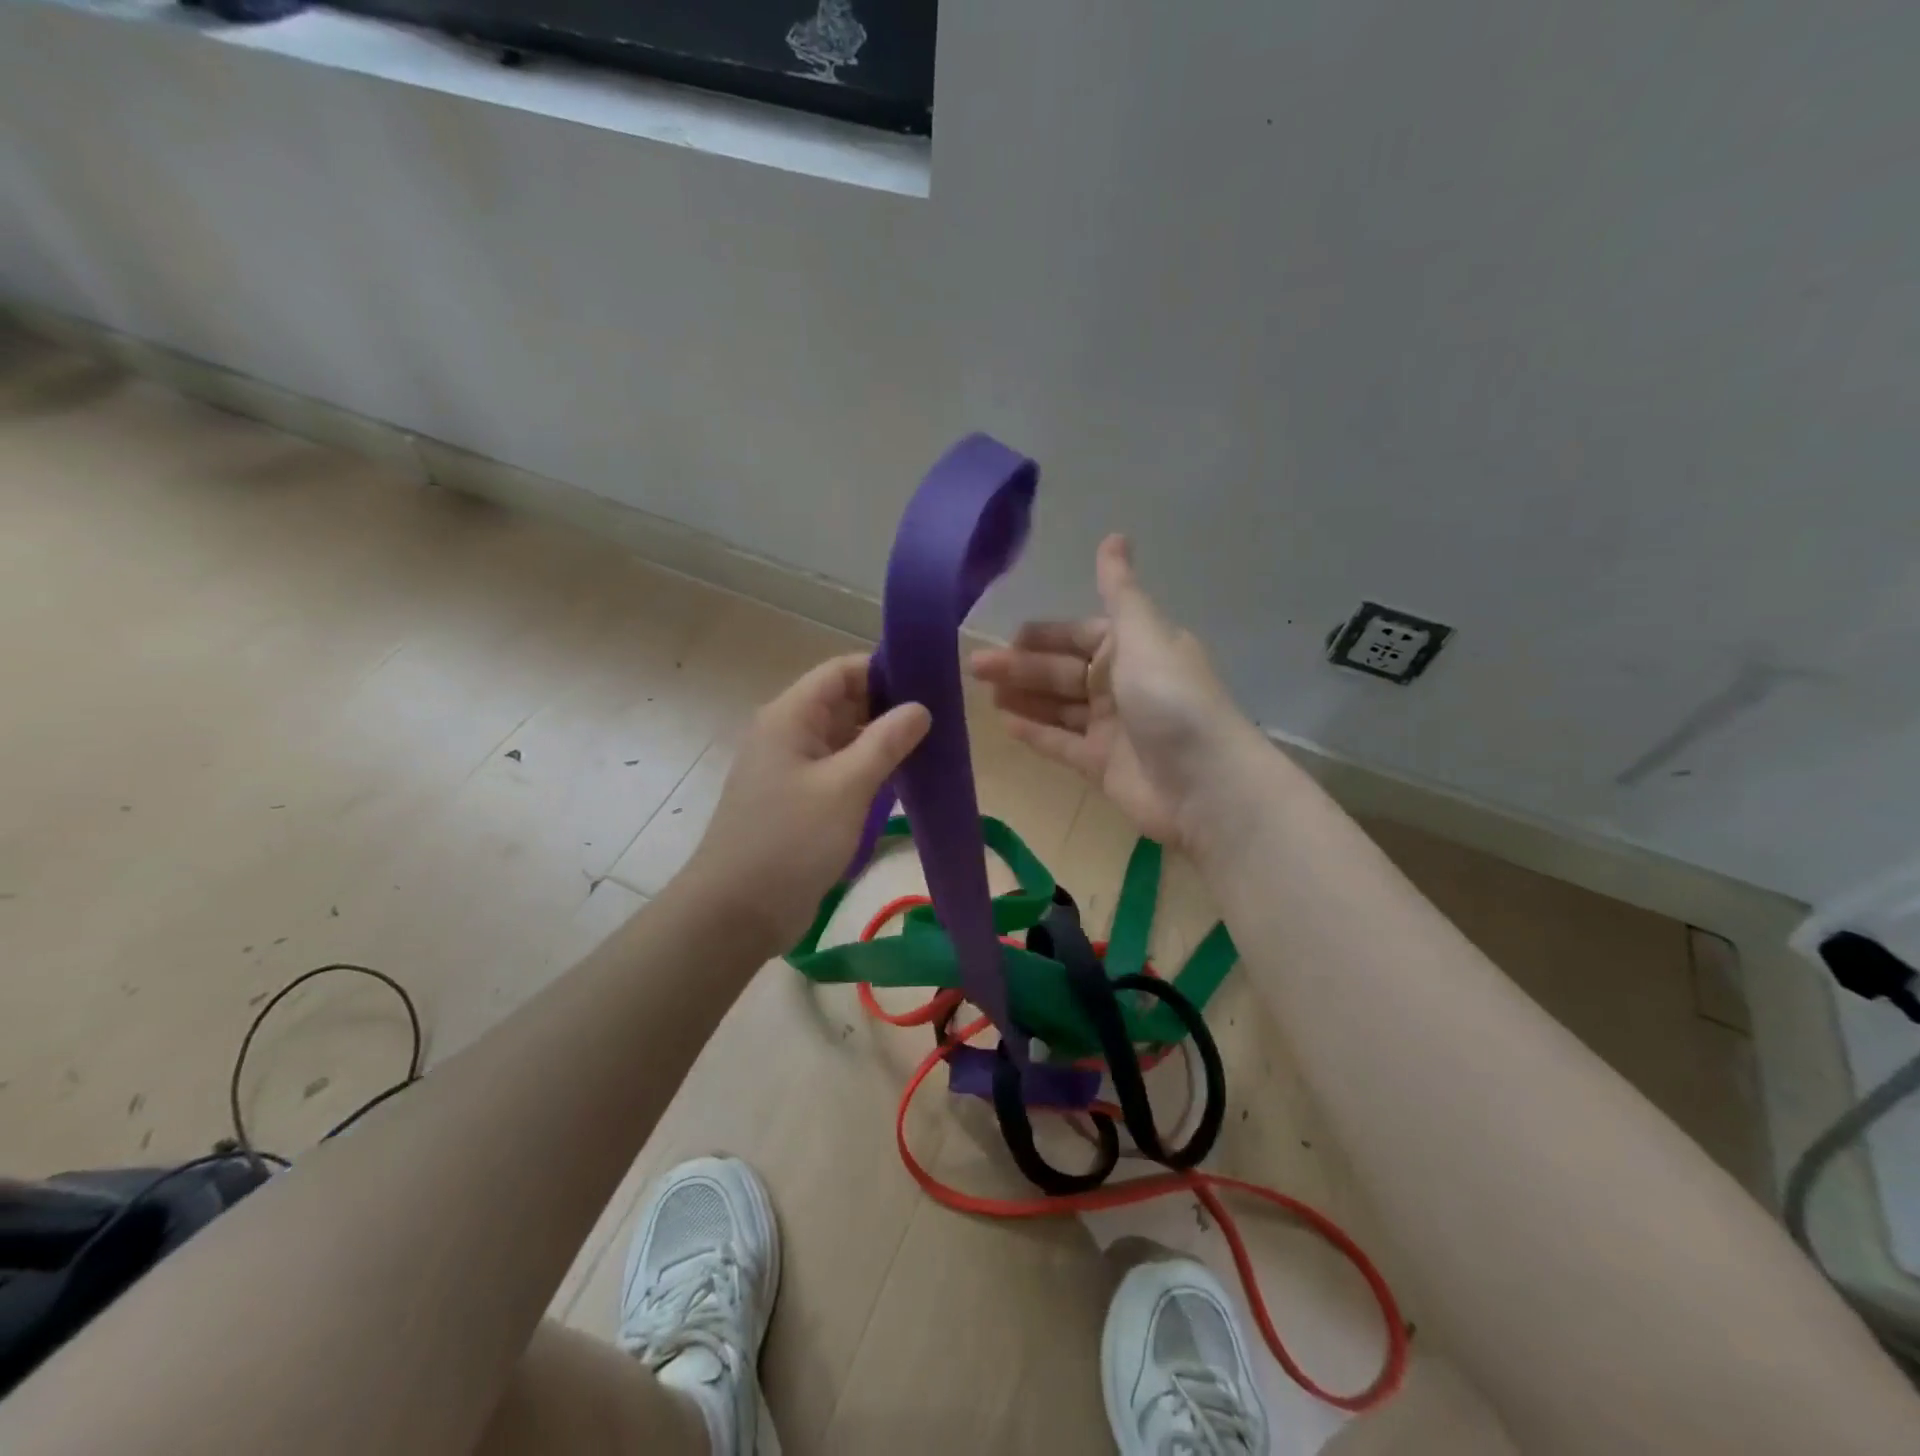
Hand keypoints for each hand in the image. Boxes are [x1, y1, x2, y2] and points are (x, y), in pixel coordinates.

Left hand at [685, 654, 929, 953]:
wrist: (737, 913)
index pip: (841, 671)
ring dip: (882, 741)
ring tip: (933, 747)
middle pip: (843, 702)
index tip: (930, 683)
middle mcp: (788, 734)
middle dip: (889, 706)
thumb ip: (885, 742)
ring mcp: (792, 769)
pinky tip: (904, 780)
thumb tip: (920, 708)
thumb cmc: (790, 841)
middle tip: (942, 719)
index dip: (884, 670)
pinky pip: (839, 771)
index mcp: (790, 717)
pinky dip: (869, 770)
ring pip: (844, 739)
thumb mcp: (846, 787)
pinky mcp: (799, 801)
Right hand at [969, 535, 1261, 856]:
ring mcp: (1112, 727)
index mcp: (1135, 648)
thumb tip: (1114, 535)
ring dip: (1024, 698)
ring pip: (1059, 707)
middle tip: (976, 667)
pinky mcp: (1102, 765)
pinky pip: (1061, 743)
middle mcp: (1122, 684)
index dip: (1044, 636)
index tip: (1007, 638)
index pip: (1080, 635)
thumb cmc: (1170, 699)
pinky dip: (1035, 733)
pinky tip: (1004, 724)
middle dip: (1021, 667)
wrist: (1203, 782)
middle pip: (1063, 671)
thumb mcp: (1143, 635)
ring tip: (984, 695)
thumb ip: (1119, 591)